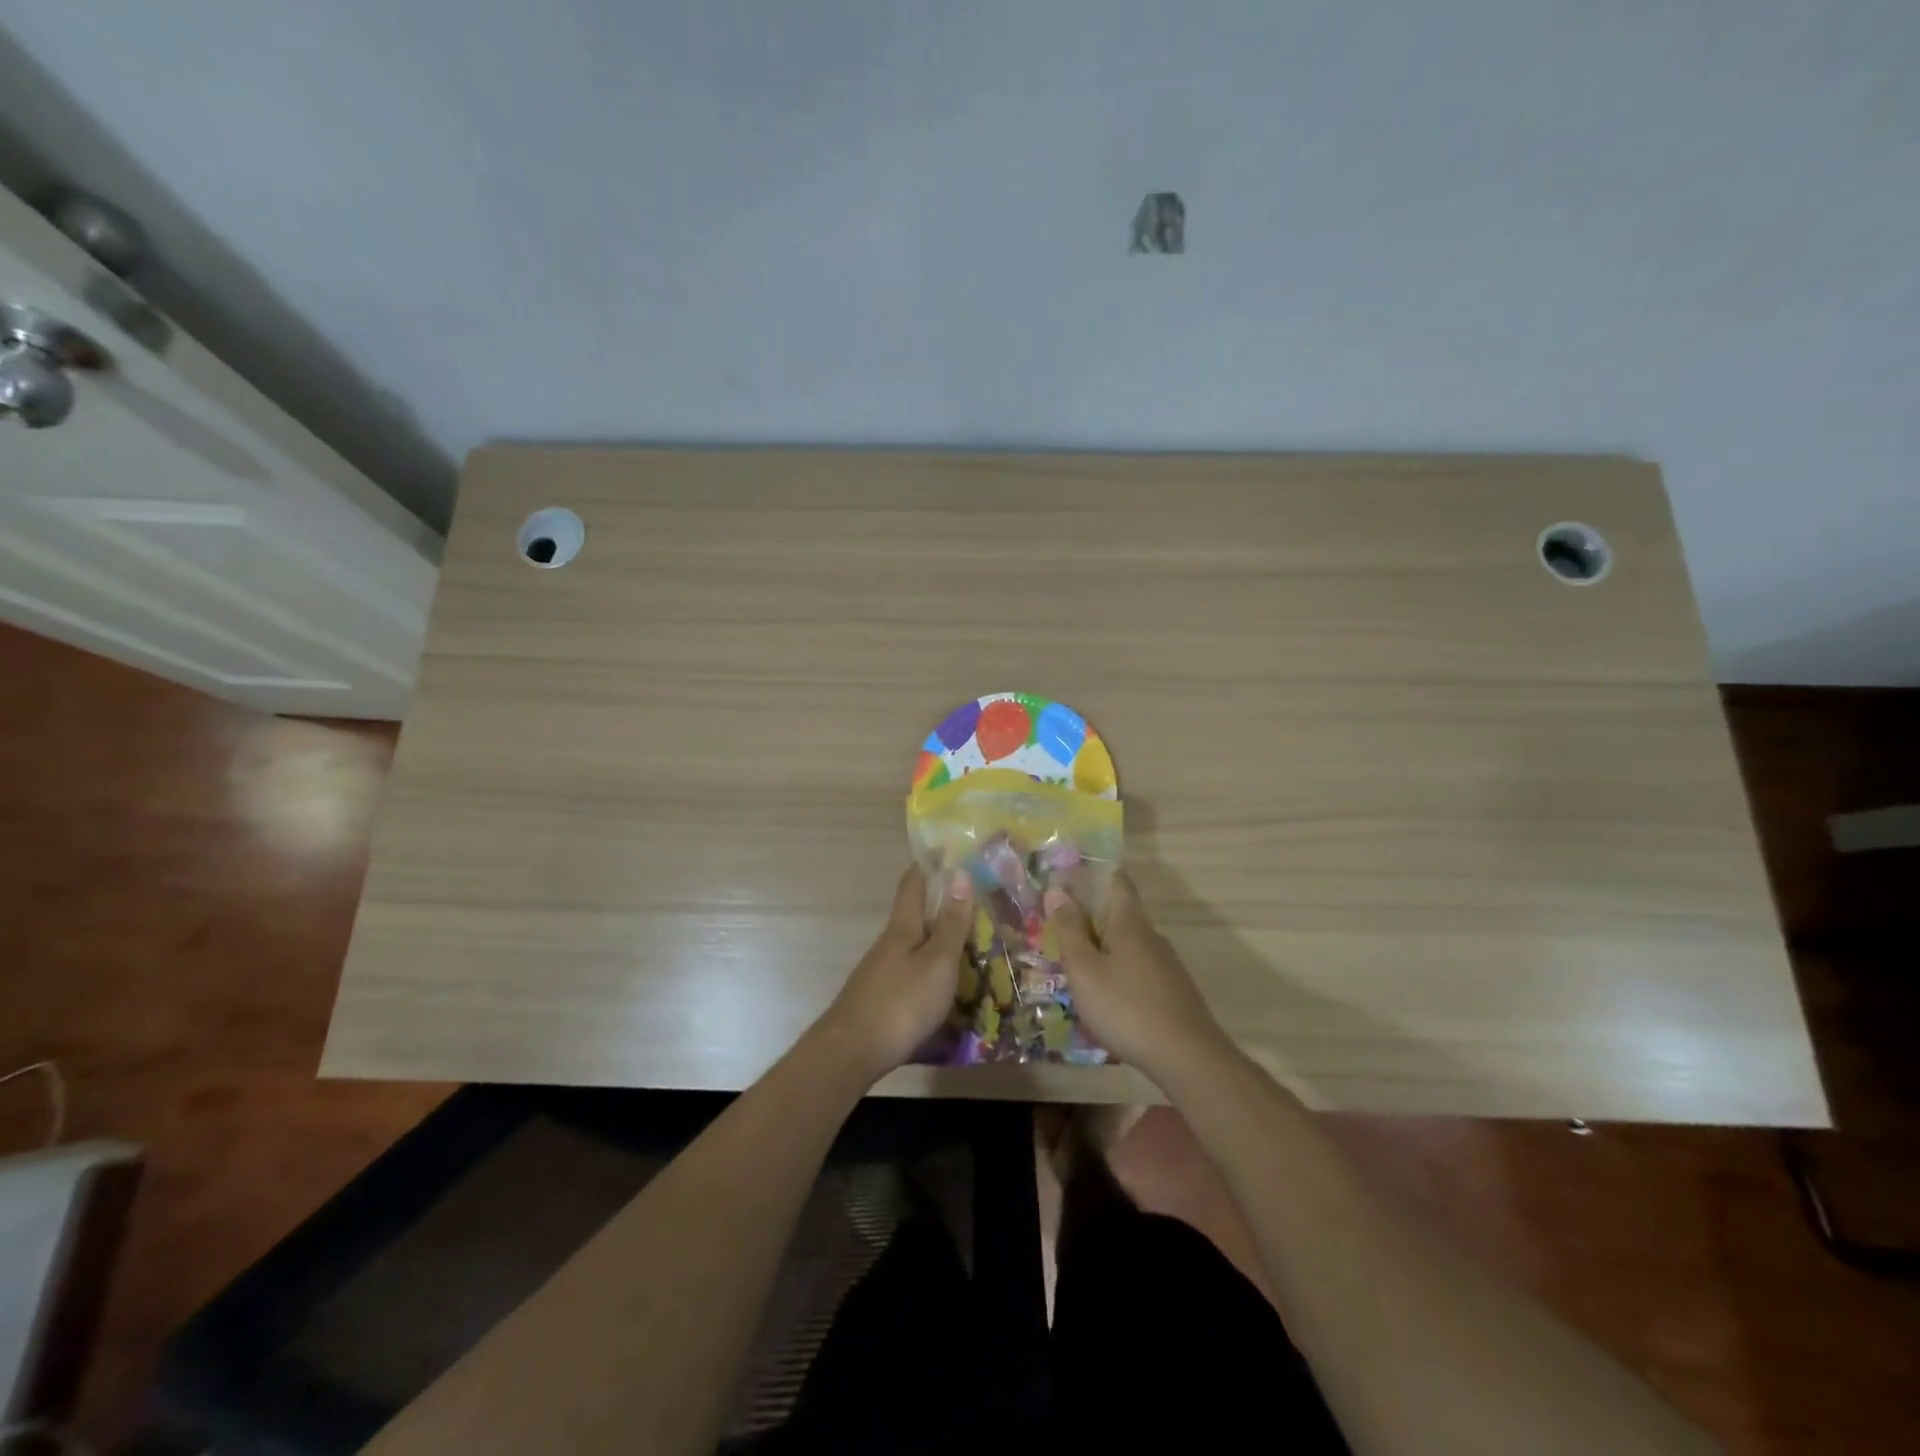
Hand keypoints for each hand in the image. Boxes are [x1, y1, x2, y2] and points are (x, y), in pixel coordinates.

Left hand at [821, 866, 973, 1079]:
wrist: (851, 1053)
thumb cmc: (901, 1003)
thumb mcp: (937, 962)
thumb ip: (951, 924)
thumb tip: (960, 874)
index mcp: (903, 928)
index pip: (913, 885)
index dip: (927, 865)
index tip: (945, 849)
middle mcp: (889, 945)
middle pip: (915, 917)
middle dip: (941, 906)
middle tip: (976, 904)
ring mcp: (882, 973)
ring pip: (915, 948)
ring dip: (939, 942)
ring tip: (971, 948)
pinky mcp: (881, 1000)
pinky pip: (913, 975)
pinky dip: (933, 972)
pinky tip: (947, 988)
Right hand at [1045, 871, 1229, 1081]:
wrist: (1187, 1058)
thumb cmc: (1126, 1008)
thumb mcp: (1085, 970)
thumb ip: (1069, 930)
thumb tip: (1057, 891)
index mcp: (1129, 922)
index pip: (1116, 881)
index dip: (1093, 874)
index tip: (1066, 880)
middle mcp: (1151, 936)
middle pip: (1119, 914)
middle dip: (1090, 918)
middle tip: (1058, 932)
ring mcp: (1166, 964)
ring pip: (1128, 945)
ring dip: (1102, 949)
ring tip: (1076, 970)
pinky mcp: (1172, 991)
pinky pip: (1138, 970)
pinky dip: (1117, 973)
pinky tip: (1105, 999)